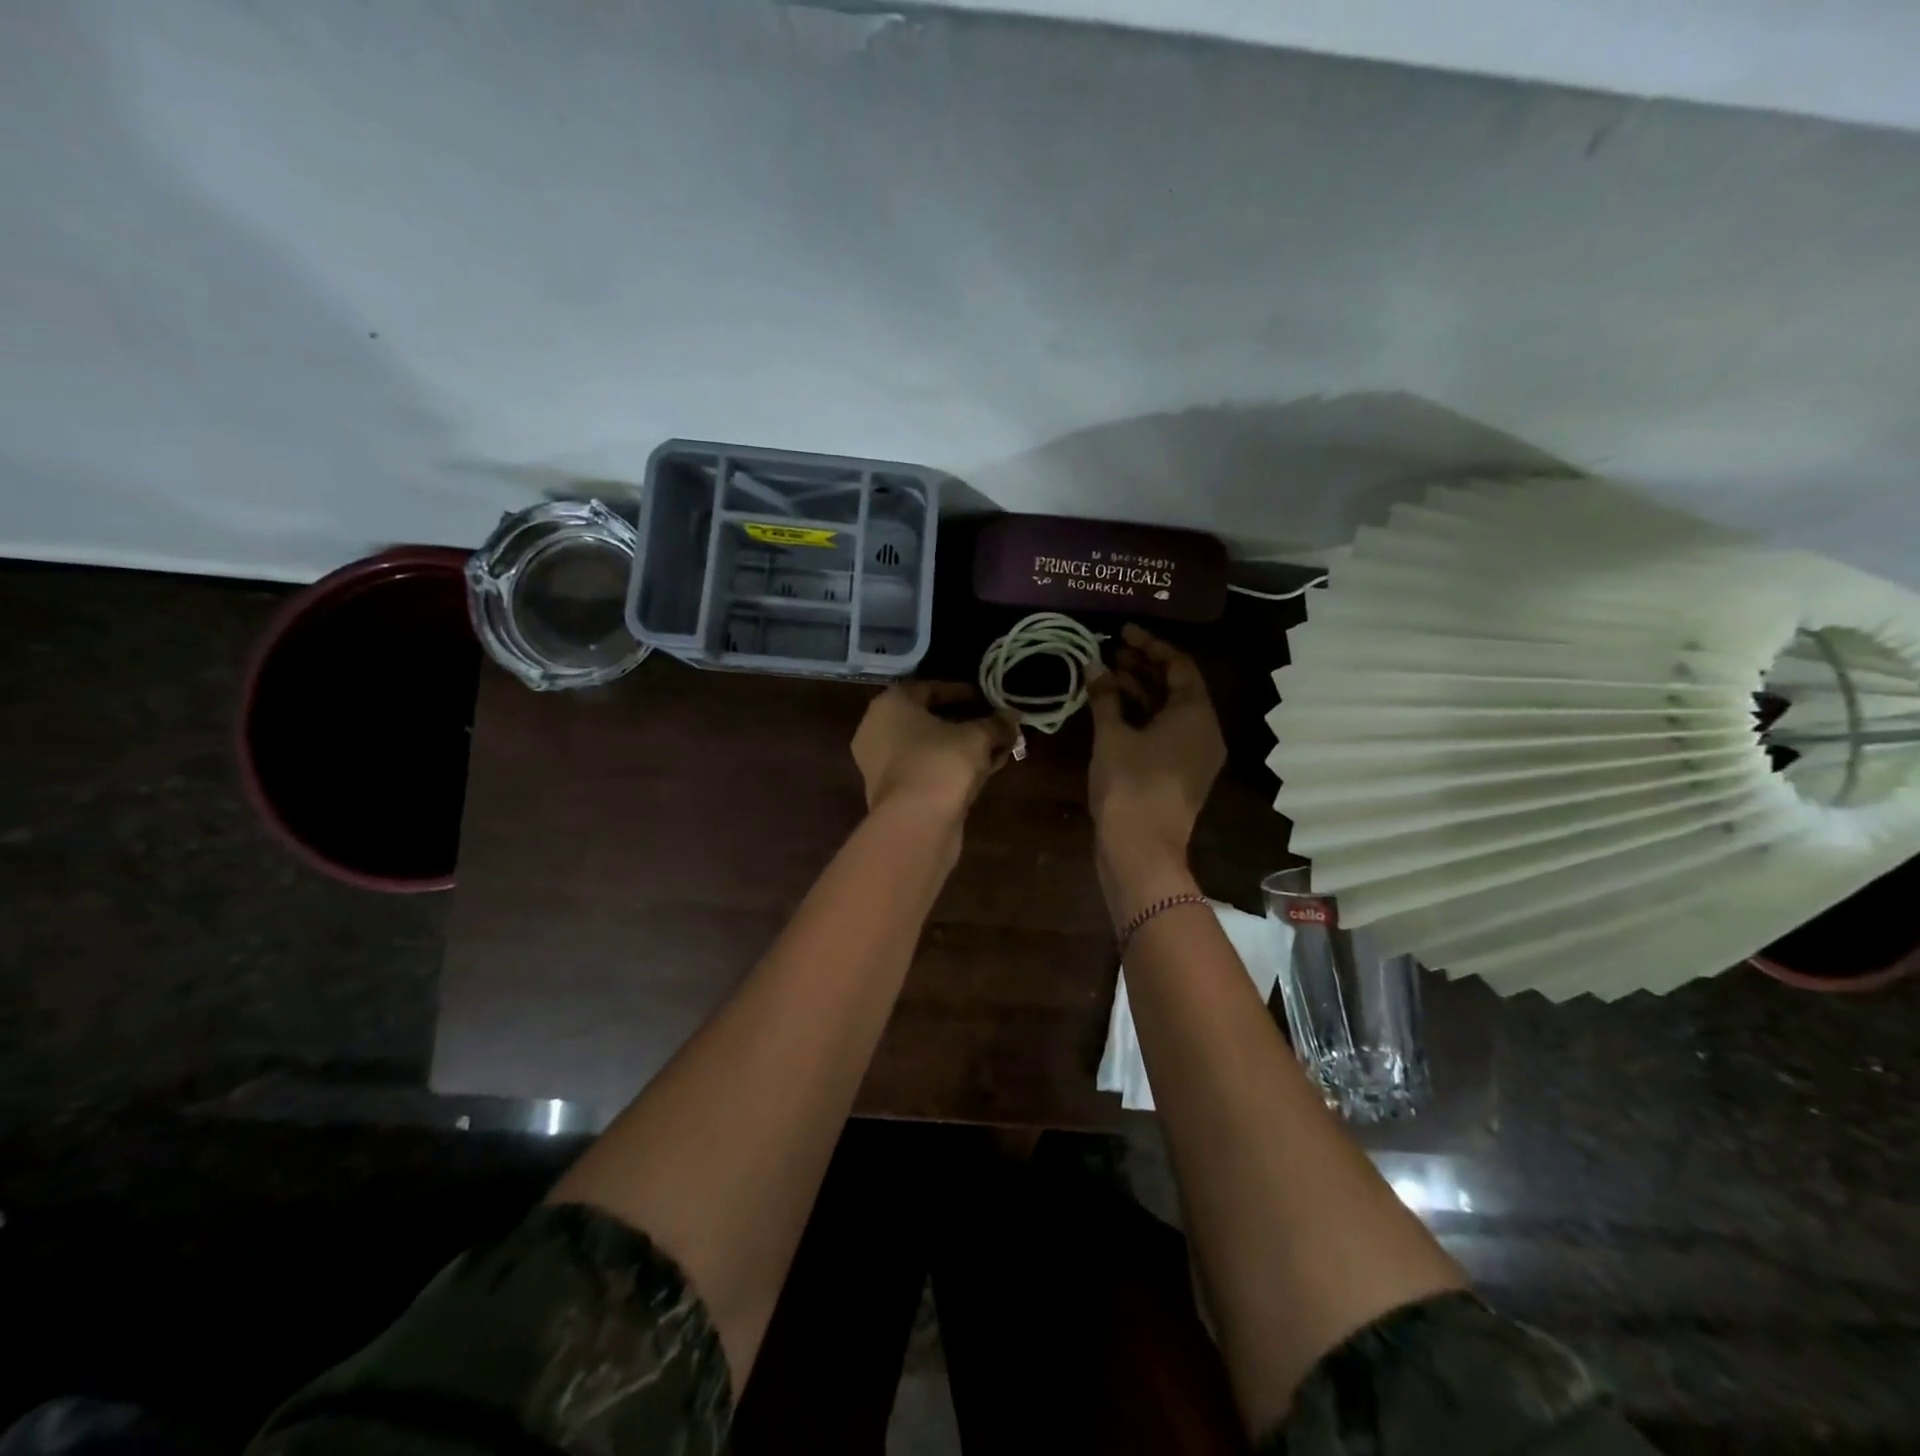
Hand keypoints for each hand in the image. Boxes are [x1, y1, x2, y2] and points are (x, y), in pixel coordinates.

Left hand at [852, 682, 1017, 817]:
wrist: (916, 824)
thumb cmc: (941, 763)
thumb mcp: (977, 737)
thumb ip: (995, 724)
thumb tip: (1012, 718)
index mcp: (890, 705)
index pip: (928, 688)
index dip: (961, 692)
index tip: (988, 698)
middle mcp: (877, 730)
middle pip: (927, 720)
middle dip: (964, 722)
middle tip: (993, 724)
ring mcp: (881, 765)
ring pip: (928, 748)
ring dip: (961, 748)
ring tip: (995, 749)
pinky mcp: (892, 793)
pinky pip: (925, 770)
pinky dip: (950, 768)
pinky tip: (982, 772)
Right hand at [1087, 626, 1224, 903]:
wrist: (1140, 849)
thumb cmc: (1129, 785)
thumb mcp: (1112, 736)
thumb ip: (1104, 697)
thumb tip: (1094, 666)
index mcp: (1195, 714)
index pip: (1179, 665)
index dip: (1150, 645)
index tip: (1122, 632)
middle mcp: (1204, 730)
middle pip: (1176, 687)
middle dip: (1143, 667)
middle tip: (1109, 651)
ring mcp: (1195, 755)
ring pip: (1169, 711)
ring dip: (1139, 692)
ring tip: (1105, 676)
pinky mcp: (1181, 773)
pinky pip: (1165, 732)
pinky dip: (1142, 717)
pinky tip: (1112, 710)